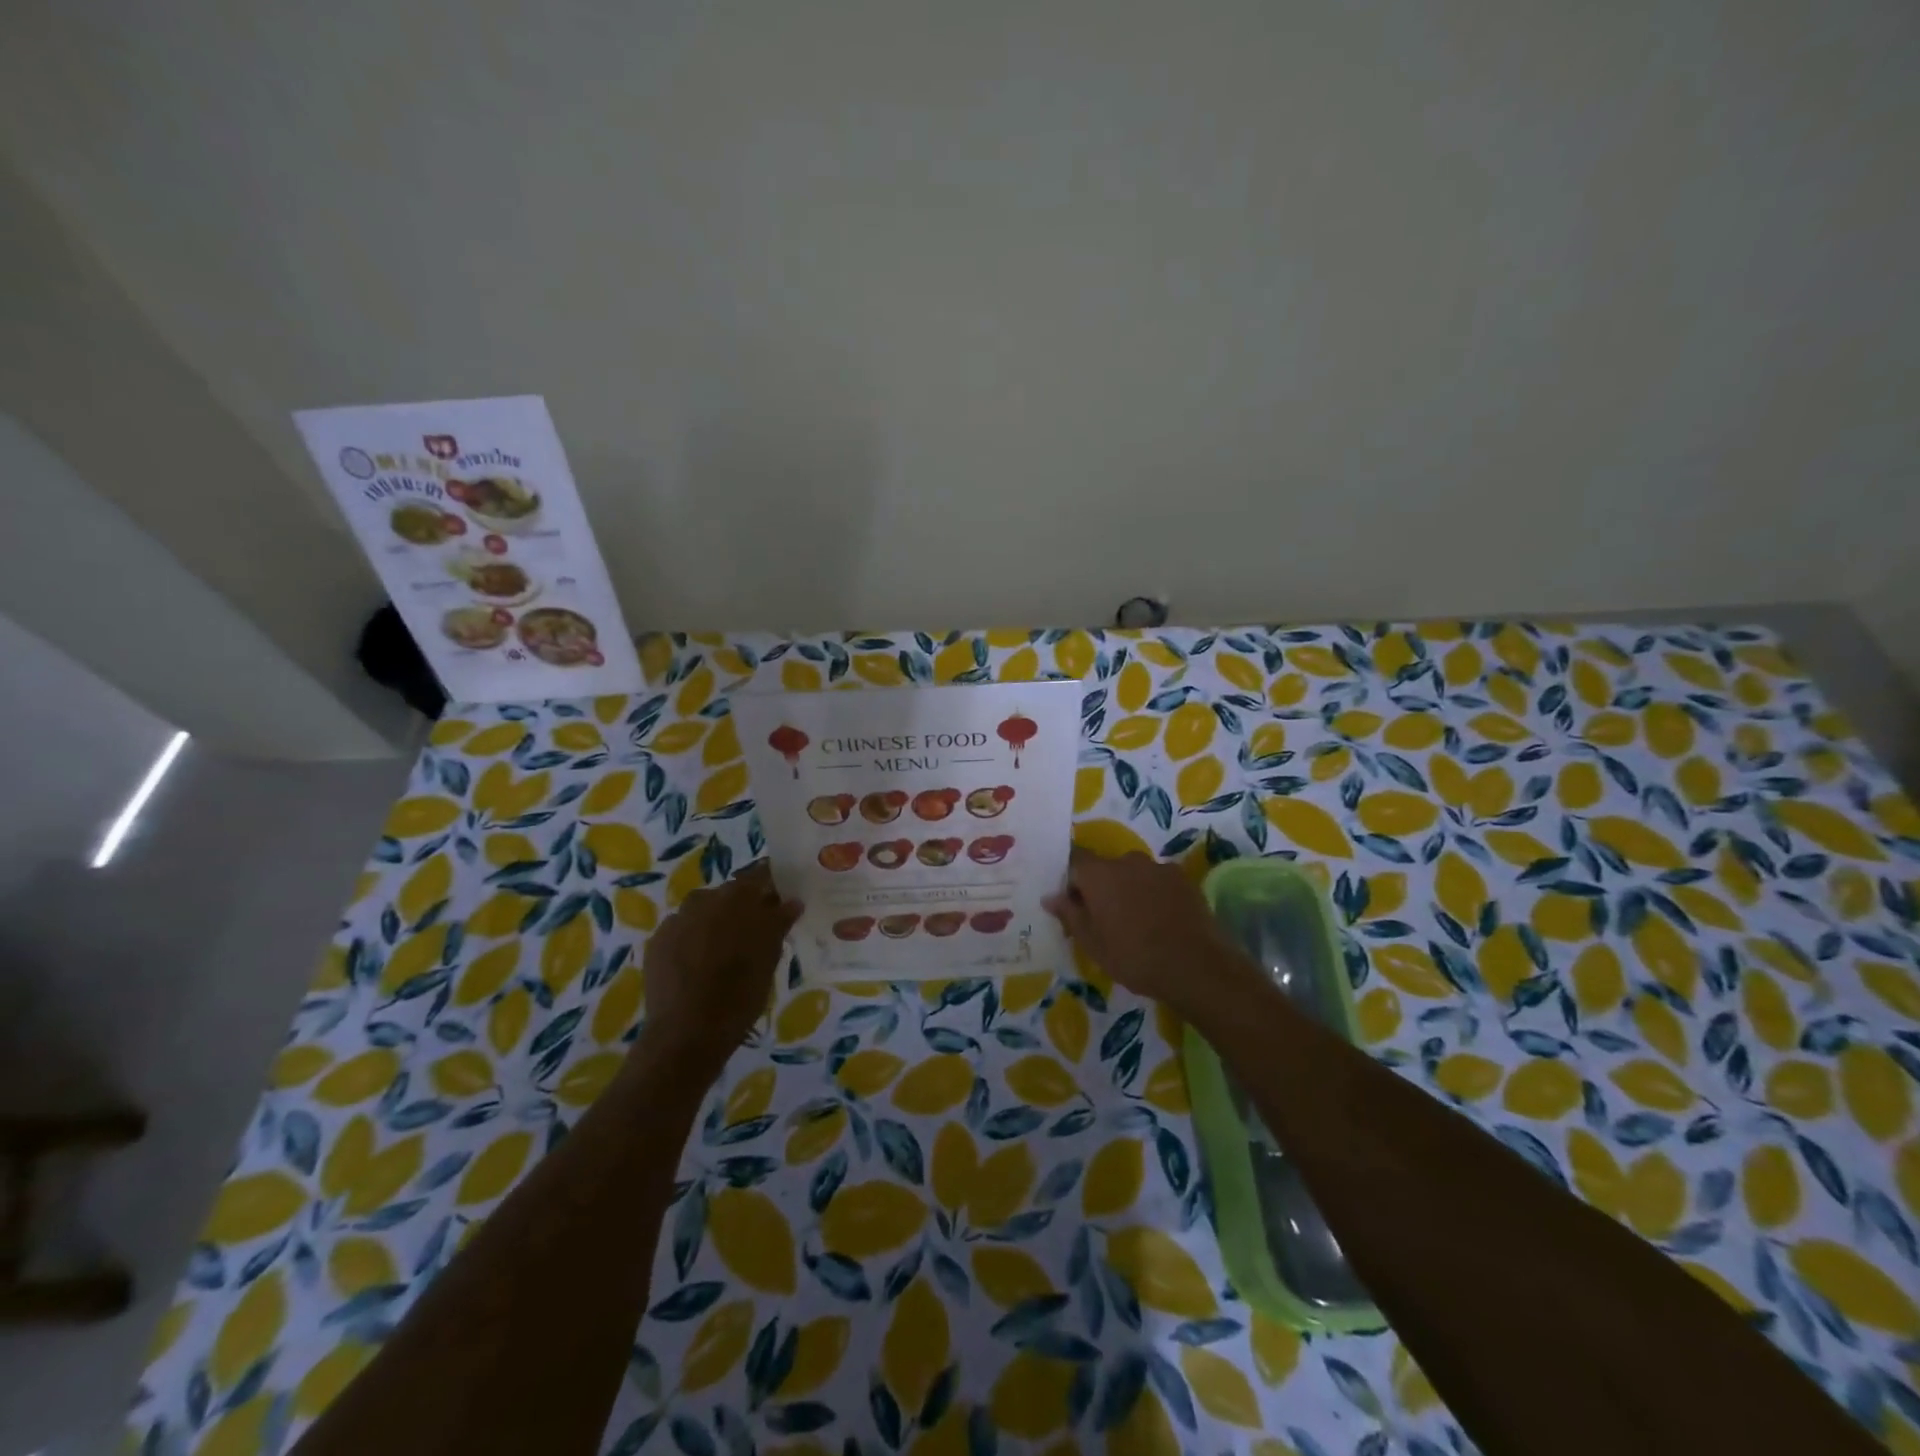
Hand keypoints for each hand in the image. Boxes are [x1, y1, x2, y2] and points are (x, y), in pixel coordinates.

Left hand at [640, 862, 801, 1072]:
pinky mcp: (657, 941)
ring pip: (704, 911)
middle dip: (743, 907)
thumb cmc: (740, 993)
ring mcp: (677, 919)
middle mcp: (705, 899)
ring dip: (716, 922)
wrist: (687, 1032)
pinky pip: (682, 930)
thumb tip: (791, 901)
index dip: (770, 885)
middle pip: (729, 893)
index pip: (759, 876)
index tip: (780, 899)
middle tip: (755, 932)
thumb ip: (779, 923)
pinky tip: (698, 964)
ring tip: (724, 951)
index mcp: (737, 898)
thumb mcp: (769, 958)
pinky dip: (693, 939)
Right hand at [1044, 847, 1259, 1017]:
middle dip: (1102, 886)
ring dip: (1130, 889)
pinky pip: (1158, 880)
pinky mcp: (1183, 878)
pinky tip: (1161, 920)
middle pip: (1106, 867)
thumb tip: (1050, 896)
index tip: (1074, 904)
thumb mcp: (1092, 943)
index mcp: (1099, 874)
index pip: (1075, 860)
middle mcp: (1127, 860)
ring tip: (1137, 921)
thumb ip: (1070, 915)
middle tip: (1105, 918)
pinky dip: (1154, 893)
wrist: (1195, 966)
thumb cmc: (1133, 956)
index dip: (1072, 879)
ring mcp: (1158, 867)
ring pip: (1134, 873)